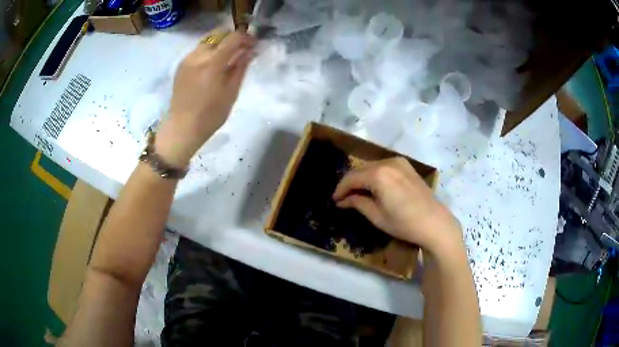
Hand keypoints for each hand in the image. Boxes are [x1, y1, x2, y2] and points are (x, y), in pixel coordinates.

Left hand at [155, 30, 256, 166]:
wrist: (182, 127)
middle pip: (218, 34)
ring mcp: (187, 59)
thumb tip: (250, 50)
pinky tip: (213, 64)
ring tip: (227, 57)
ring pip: (207, 40)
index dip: (246, 37)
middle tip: (241, 49)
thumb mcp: (231, 92)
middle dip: (232, 37)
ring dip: (220, 43)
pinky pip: (198, 50)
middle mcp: (198, 55)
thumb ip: (240, 67)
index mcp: (212, 63)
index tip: (254, 44)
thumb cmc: (211, 115)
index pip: (232, 37)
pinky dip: (209, 51)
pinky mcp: (181, 65)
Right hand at [332, 158, 463, 256]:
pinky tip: (374, 187)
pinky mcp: (407, 166)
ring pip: (372, 166)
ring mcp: (400, 162)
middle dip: (350, 183)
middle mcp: (388, 162)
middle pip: (361, 169)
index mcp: (379, 174)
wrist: (434, 223)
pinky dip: (375, 175)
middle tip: (344, 198)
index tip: (334, 201)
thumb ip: (357, 203)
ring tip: (357, 194)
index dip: (340, 189)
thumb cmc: (404, 223)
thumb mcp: (377, 216)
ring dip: (362, 178)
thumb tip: (343, 200)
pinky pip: (384, 167)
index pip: (351, 178)